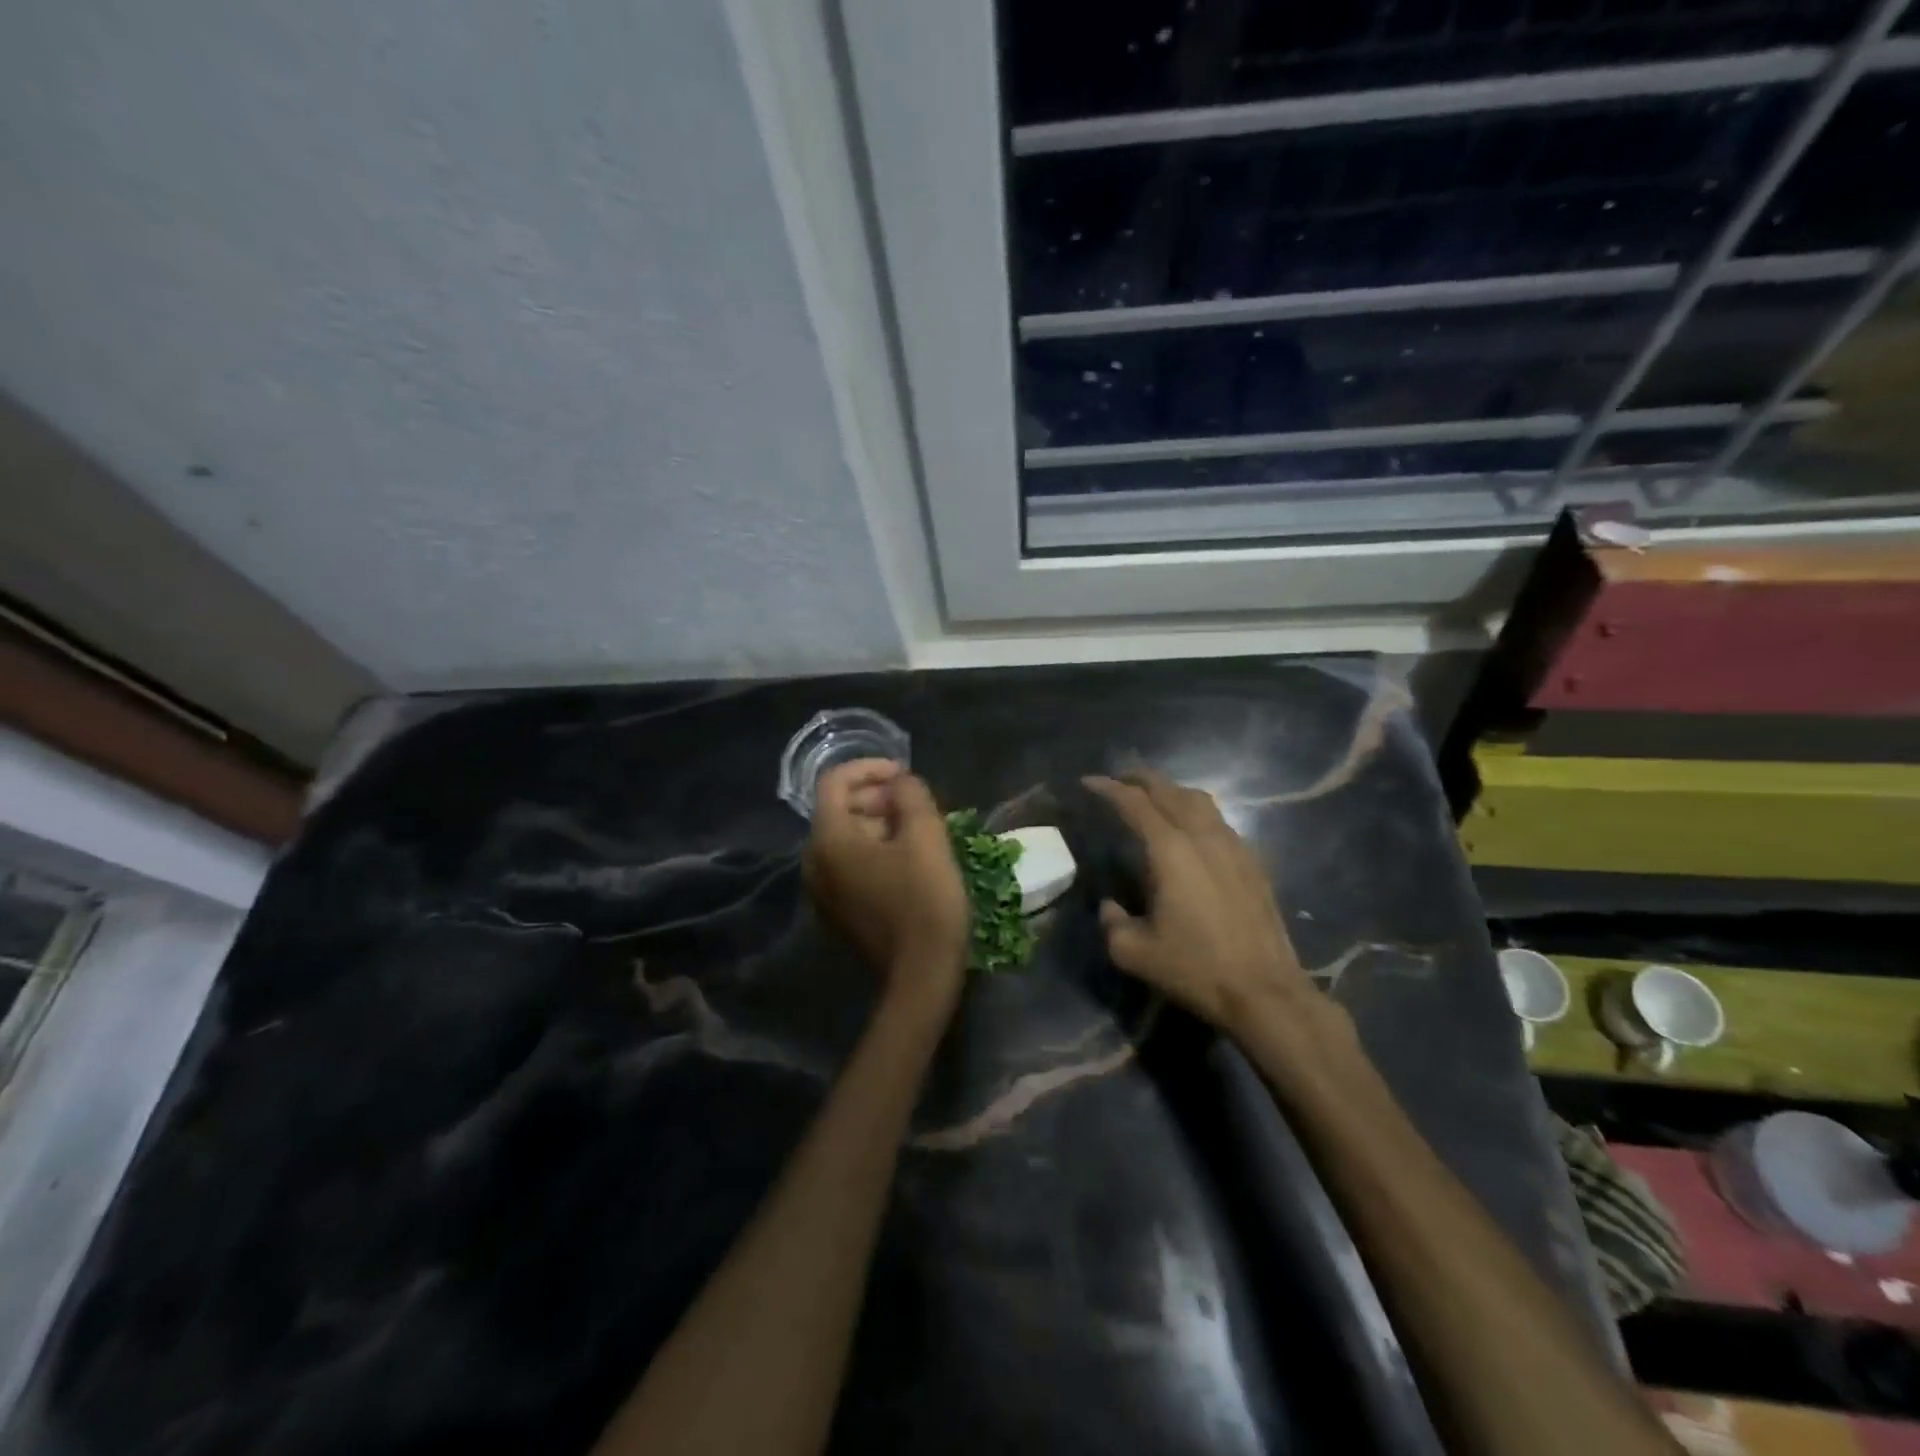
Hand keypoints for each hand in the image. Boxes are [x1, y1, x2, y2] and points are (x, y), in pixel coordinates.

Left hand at [804, 760, 969, 1007]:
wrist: (920, 977)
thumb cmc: (924, 901)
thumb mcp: (926, 837)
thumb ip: (911, 795)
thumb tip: (900, 782)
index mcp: (828, 840)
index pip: (835, 781)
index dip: (870, 767)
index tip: (905, 774)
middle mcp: (814, 862)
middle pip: (839, 809)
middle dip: (878, 798)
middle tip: (918, 805)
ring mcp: (822, 891)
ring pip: (847, 839)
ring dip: (880, 825)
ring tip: (920, 832)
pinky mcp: (837, 912)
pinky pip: (850, 866)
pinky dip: (875, 851)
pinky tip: (909, 862)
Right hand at [1083, 769, 1310, 1029]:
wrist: (1264, 991)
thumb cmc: (1195, 969)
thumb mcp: (1134, 953)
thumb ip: (1111, 922)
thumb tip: (1110, 906)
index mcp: (1170, 851)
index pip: (1134, 803)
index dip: (1108, 788)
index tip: (1088, 781)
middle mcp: (1203, 837)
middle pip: (1169, 790)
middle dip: (1140, 779)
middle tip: (1118, 780)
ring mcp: (1233, 846)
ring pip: (1199, 800)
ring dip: (1171, 791)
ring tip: (1153, 798)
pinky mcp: (1253, 862)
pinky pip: (1219, 820)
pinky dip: (1195, 812)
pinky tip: (1190, 831)